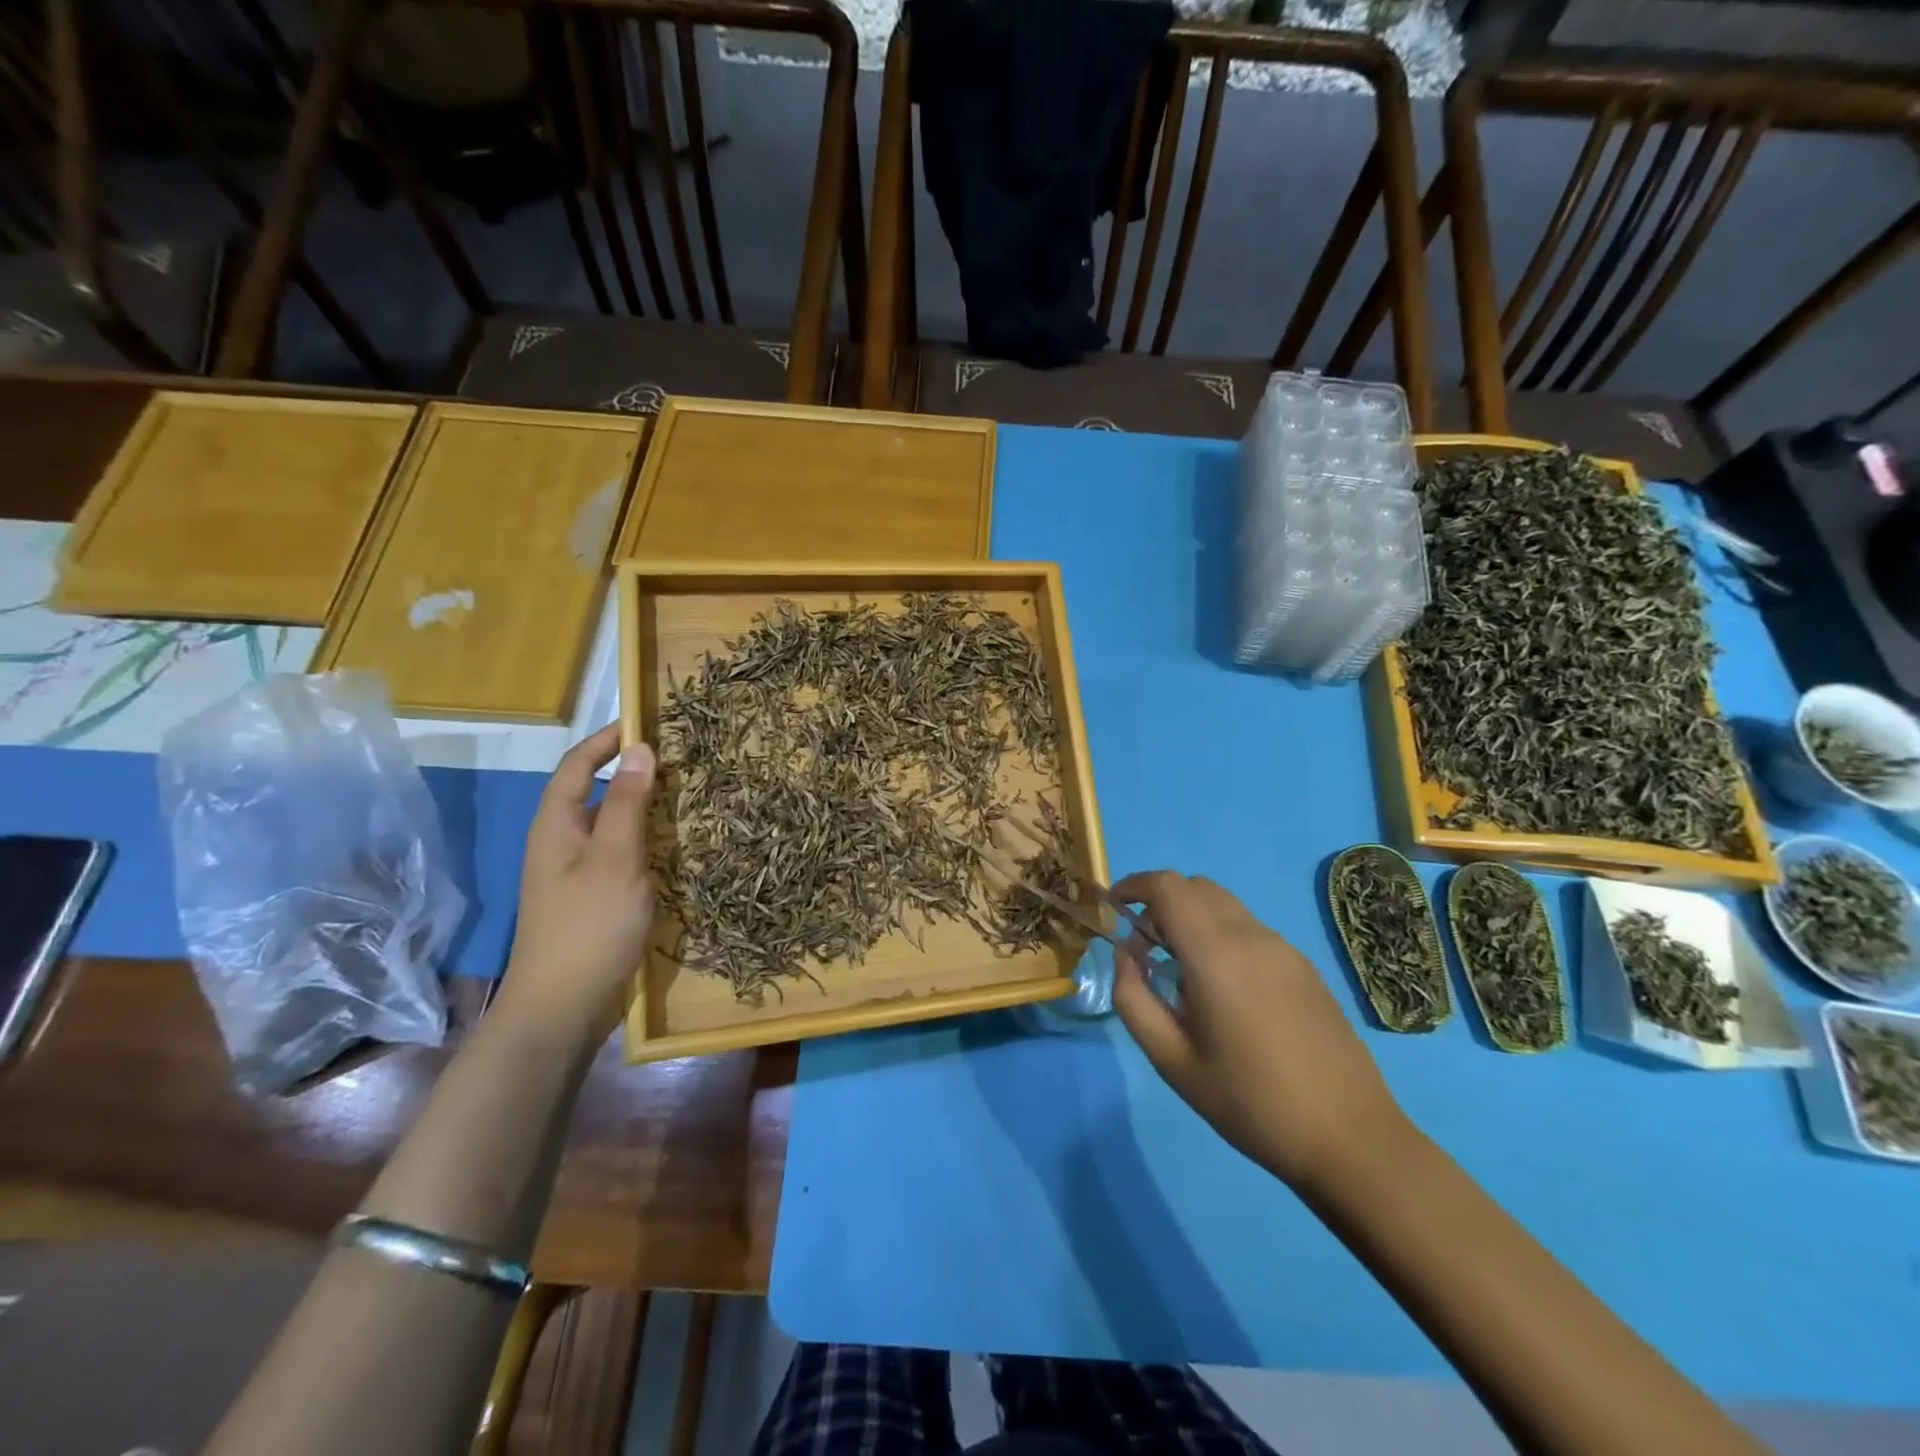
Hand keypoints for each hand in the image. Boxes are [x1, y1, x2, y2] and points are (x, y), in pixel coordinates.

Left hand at [499, 724, 657, 1036]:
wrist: (561, 1009)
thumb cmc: (588, 926)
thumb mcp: (615, 858)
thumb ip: (628, 803)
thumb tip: (640, 748)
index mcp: (556, 824)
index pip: (578, 763)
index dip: (608, 739)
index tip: (650, 722)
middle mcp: (561, 841)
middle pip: (594, 791)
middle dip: (633, 771)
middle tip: (683, 761)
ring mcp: (576, 873)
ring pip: (611, 825)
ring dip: (644, 807)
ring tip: (689, 797)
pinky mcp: (592, 898)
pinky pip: (620, 854)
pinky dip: (646, 841)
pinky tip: (676, 848)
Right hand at [1111, 871, 1407, 1192]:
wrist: (1351, 1139)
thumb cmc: (1250, 1104)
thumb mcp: (1172, 1061)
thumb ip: (1133, 998)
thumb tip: (1126, 954)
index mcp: (1216, 955)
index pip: (1168, 887)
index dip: (1134, 885)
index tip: (1114, 907)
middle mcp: (1252, 937)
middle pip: (1196, 887)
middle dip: (1160, 903)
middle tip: (1145, 948)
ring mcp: (1284, 949)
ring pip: (1224, 906)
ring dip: (1192, 918)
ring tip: (1182, 973)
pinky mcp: (1304, 966)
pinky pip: (1249, 929)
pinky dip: (1220, 935)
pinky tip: (1224, 992)